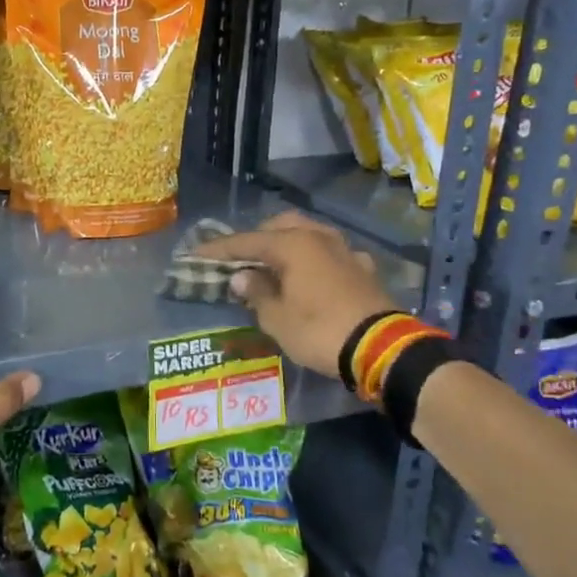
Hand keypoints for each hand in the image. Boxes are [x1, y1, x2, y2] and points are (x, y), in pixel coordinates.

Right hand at [192, 212, 397, 378]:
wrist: (380, 349)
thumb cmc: (319, 331)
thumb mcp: (277, 318)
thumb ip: (256, 293)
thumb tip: (242, 276)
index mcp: (293, 244)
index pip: (246, 241)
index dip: (219, 249)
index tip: (196, 253)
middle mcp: (319, 238)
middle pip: (280, 227)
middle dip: (257, 238)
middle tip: (239, 257)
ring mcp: (345, 251)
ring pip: (308, 235)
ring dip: (287, 244)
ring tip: (272, 264)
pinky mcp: (363, 269)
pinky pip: (329, 254)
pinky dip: (313, 260)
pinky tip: (311, 275)